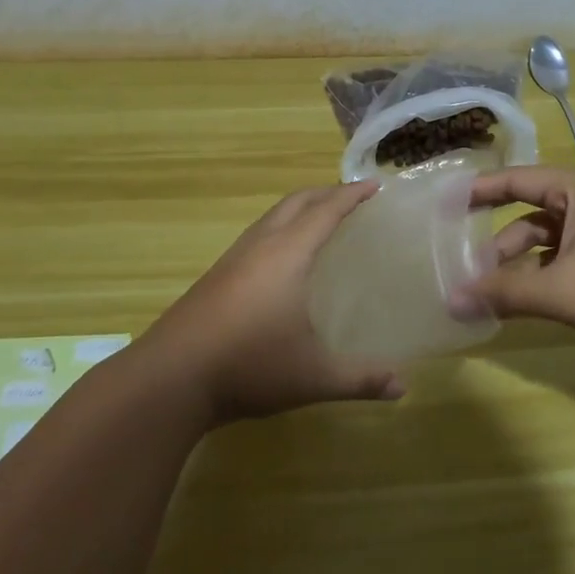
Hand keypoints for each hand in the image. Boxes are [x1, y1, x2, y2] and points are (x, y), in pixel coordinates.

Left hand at [143, 181, 405, 424]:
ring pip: (272, 217)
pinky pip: (257, 235)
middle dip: (326, 193)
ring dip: (299, 209)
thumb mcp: (314, 377)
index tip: (376, 186)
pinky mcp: (216, 276)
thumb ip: (361, 380)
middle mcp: (261, 245)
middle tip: (353, 198)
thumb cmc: (250, 365)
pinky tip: (282, 260)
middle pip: (296, 202)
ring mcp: (233, 259)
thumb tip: (403, 387)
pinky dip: (280, 229)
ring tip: (321, 221)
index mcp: (288, 254)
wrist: (171, 377)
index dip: (352, 195)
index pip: (326, 211)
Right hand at [454, 166, 574, 366]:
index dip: (480, 190)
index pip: (517, 180)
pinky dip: (544, 274)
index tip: (446, 203)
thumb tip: (452, 302)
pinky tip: (528, 301)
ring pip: (549, 239)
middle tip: (467, 267)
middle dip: (499, 242)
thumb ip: (504, 293)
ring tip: (494, 293)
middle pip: (531, 213)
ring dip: (521, 263)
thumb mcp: (562, 292)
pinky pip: (567, 256)